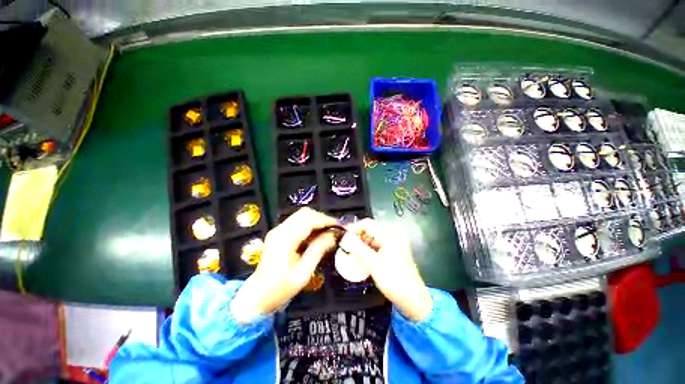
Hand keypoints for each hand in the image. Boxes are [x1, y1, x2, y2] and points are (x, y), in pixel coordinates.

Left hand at [231, 208, 337, 323]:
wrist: (256, 296)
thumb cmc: (280, 289)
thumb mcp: (303, 274)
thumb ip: (318, 251)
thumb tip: (333, 235)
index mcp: (284, 240)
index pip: (309, 220)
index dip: (326, 220)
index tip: (340, 225)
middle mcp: (280, 230)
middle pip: (305, 213)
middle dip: (322, 218)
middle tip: (335, 229)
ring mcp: (278, 230)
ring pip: (301, 215)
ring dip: (317, 220)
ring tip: (328, 232)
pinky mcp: (279, 233)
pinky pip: (298, 222)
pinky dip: (310, 225)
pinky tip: (317, 235)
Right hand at [343, 218, 432, 321]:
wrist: (413, 299)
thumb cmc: (393, 280)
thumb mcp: (373, 264)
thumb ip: (358, 248)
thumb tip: (346, 238)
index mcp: (390, 235)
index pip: (368, 223)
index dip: (355, 227)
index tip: (344, 234)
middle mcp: (394, 235)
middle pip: (372, 228)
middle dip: (358, 234)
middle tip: (347, 242)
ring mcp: (395, 242)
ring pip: (374, 236)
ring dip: (363, 240)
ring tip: (353, 249)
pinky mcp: (395, 250)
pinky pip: (379, 243)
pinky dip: (370, 246)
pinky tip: (363, 253)